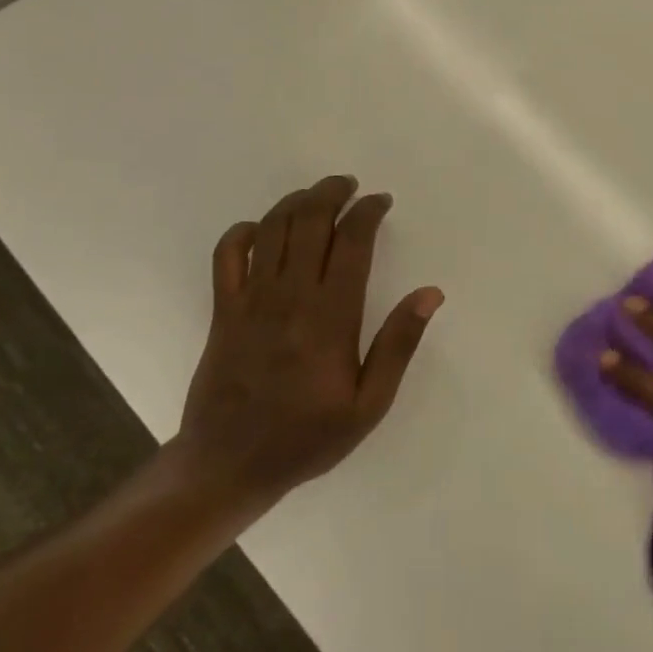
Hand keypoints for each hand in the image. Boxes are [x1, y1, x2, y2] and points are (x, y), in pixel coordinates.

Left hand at [173, 175, 443, 516]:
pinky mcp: (222, 310)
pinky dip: (243, 232)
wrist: (228, 465)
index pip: (351, 242)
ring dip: (295, 202)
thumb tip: (430, 294)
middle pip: (309, 222)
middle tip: (349, 185)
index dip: (367, 212)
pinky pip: (227, 255)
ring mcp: (250, 301)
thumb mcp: (369, 404)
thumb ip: (399, 344)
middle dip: (331, 193)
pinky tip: (261, 229)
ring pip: (271, 229)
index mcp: (330, 317)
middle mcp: (290, 297)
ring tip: (316, 195)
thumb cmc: (307, 436)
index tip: (381, 201)